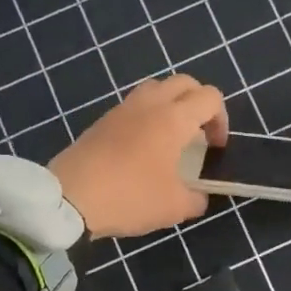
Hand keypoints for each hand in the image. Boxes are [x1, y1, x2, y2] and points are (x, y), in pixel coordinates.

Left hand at [50, 75, 229, 238]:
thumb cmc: (130, 197)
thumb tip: (199, 196)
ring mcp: (122, 109)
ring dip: (171, 104)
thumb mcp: (174, 207)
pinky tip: (143, 147)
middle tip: (199, 133)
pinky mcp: (102, 120)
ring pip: (156, 88)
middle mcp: (150, 104)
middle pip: (184, 83)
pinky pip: (134, 105)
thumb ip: (196, 198)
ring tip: (171, 136)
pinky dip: (147, 116)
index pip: (210, 98)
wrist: (69, 198)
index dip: (221, 120)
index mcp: (174, 118)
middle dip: (198, 103)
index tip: (216, 148)